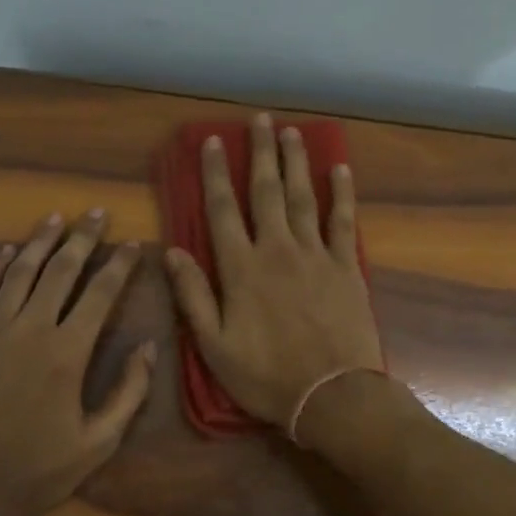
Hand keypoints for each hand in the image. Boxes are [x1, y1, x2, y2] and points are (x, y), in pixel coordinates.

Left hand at [0, 210, 155, 515]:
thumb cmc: (39, 472)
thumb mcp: (99, 442)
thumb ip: (129, 392)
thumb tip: (149, 347)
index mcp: (67, 353)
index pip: (100, 293)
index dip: (119, 264)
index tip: (133, 243)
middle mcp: (30, 331)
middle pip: (60, 271)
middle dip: (82, 238)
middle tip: (96, 213)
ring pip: (19, 273)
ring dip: (39, 242)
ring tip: (55, 218)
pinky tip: (7, 252)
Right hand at [164, 113, 384, 431]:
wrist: (332, 395)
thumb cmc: (266, 375)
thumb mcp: (214, 345)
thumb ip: (192, 295)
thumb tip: (170, 252)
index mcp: (241, 269)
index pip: (222, 210)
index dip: (215, 174)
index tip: (213, 141)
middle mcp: (277, 250)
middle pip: (266, 192)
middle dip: (261, 153)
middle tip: (259, 119)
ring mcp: (316, 255)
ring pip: (303, 198)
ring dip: (296, 163)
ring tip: (291, 132)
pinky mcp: (346, 268)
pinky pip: (343, 222)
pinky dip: (341, 194)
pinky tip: (339, 170)